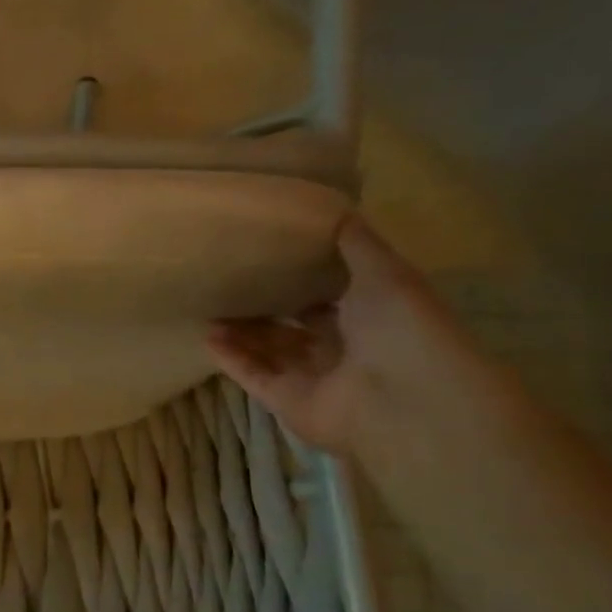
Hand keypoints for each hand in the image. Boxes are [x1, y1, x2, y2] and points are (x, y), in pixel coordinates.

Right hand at [206, 216, 457, 454]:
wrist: (403, 398)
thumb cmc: (401, 328)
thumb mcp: (385, 272)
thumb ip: (357, 245)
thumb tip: (337, 210)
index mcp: (371, 320)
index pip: (329, 300)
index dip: (302, 283)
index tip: (269, 260)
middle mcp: (342, 350)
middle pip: (294, 328)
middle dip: (264, 309)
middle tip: (228, 286)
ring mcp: (313, 379)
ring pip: (269, 351)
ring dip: (241, 333)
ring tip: (209, 310)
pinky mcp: (287, 401)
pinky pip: (253, 376)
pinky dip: (231, 358)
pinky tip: (207, 336)